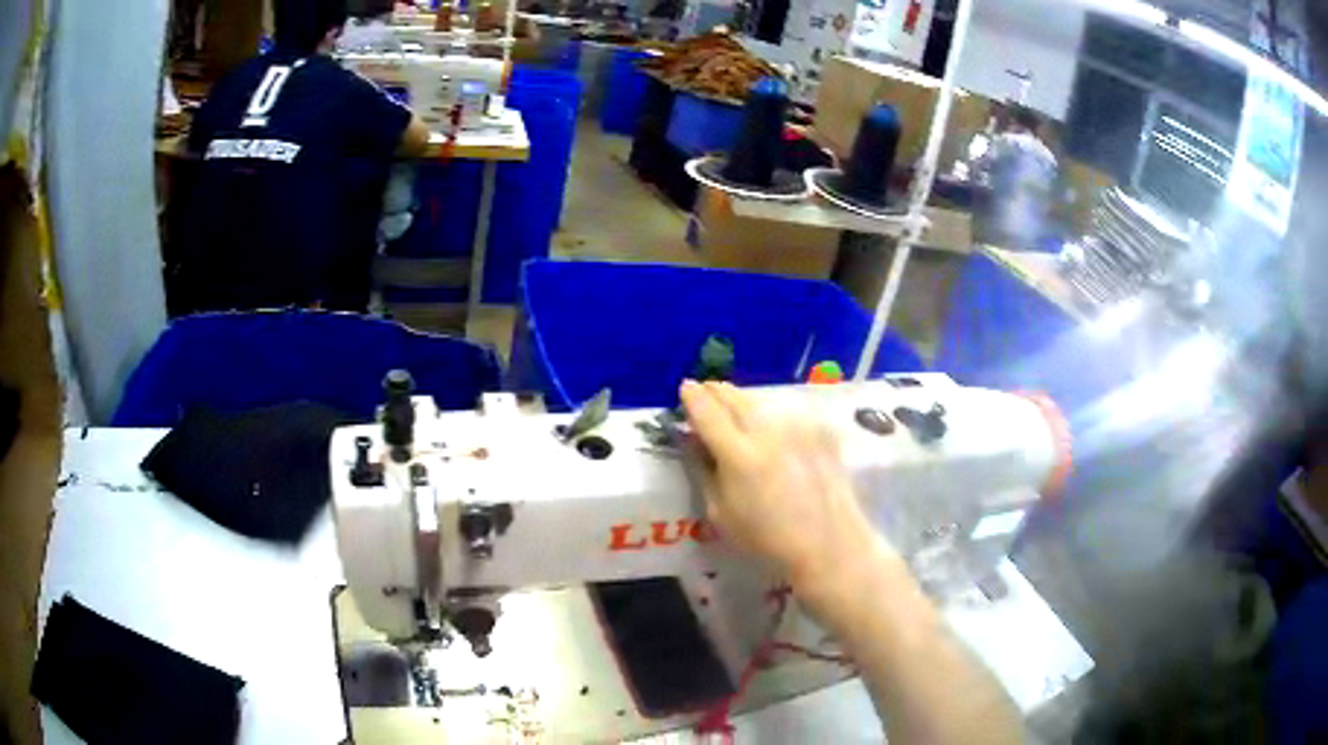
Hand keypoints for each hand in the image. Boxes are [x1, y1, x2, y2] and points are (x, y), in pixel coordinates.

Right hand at [679, 380, 887, 589]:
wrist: (827, 542)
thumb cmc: (766, 537)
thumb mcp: (719, 512)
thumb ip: (702, 469)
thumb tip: (691, 439)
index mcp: (738, 454)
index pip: (706, 411)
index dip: (692, 397)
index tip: (685, 389)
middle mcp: (768, 431)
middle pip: (734, 397)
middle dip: (715, 391)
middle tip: (706, 392)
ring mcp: (798, 426)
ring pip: (761, 401)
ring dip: (743, 401)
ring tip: (735, 409)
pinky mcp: (820, 429)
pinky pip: (788, 413)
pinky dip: (773, 416)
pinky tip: (773, 430)